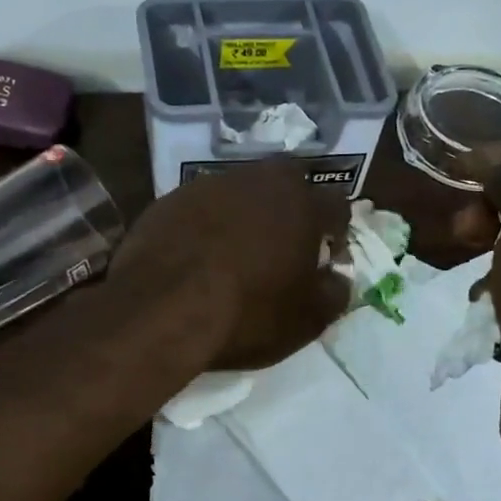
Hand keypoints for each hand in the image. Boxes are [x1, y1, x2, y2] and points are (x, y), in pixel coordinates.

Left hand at [110, 159, 350, 369]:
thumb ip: (334, 294)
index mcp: (302, 203)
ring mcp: (210, 185)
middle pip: (288, 184)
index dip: (337, 232)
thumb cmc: (248, 314)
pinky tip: (198, 256)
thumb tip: (338, 279)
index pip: (336, 205)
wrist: (162, 310)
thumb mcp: (307, 320)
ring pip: (242, 192)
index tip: (327, 258)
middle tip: (284, 247)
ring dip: (247, 214)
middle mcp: (259, 180)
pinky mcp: (170, 199)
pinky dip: (208, 225)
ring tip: (237, 251)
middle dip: (293, 210)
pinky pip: (202, 207)